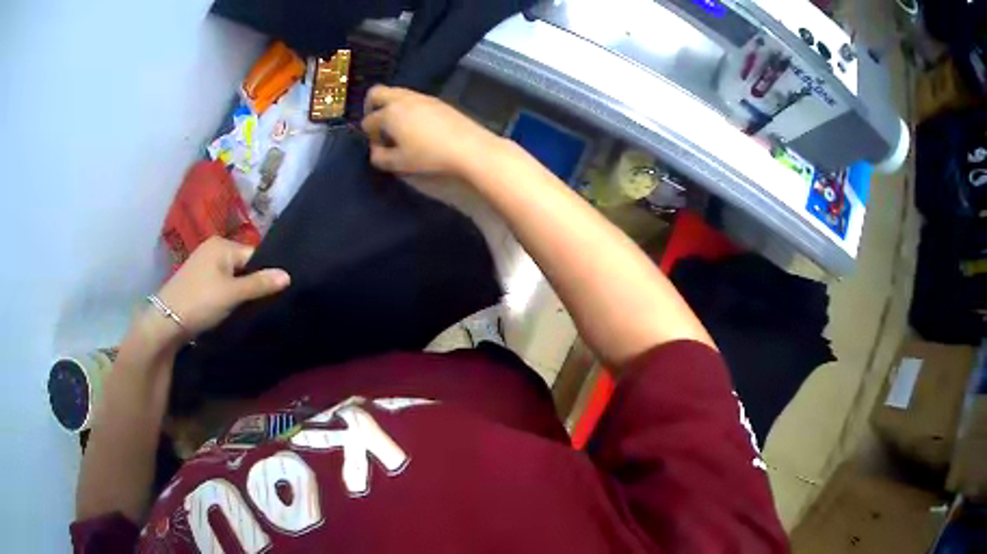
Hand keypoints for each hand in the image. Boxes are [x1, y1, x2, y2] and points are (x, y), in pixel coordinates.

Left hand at [155, 237, 289, 335]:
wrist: (166, 322)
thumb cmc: (200, 301)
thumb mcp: (232, 294)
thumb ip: (260, 284)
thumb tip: (288, 275)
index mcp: (222, 244)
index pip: (254, 255)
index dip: (264, 275)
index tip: (273, 295)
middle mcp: (213, 249)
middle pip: (243, 265)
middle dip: (251, 284)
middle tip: (262, 305)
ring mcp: (203, 264)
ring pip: (232, 277)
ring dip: (239, 292)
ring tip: (247, 309)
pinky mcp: (198, 281)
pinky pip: (221, 284)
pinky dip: (228, 295)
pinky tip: (231, 309)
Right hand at [361, 86, 501, 177]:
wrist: (469, 147)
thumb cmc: (429, 156)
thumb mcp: (399, 163)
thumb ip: (380, 158)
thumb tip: (375, 151)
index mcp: (389, 114)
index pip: (369, 121)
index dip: (369, 135)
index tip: (378, 147)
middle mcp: (402, 100)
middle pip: (377, 93)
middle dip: (371, 106)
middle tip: (377, 124)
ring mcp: (421, 97)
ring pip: (396, 93)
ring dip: (390, 105)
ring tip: (398, 126)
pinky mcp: (437, 101)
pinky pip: (413, 98)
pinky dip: (407, 107)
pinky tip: (416, 125)